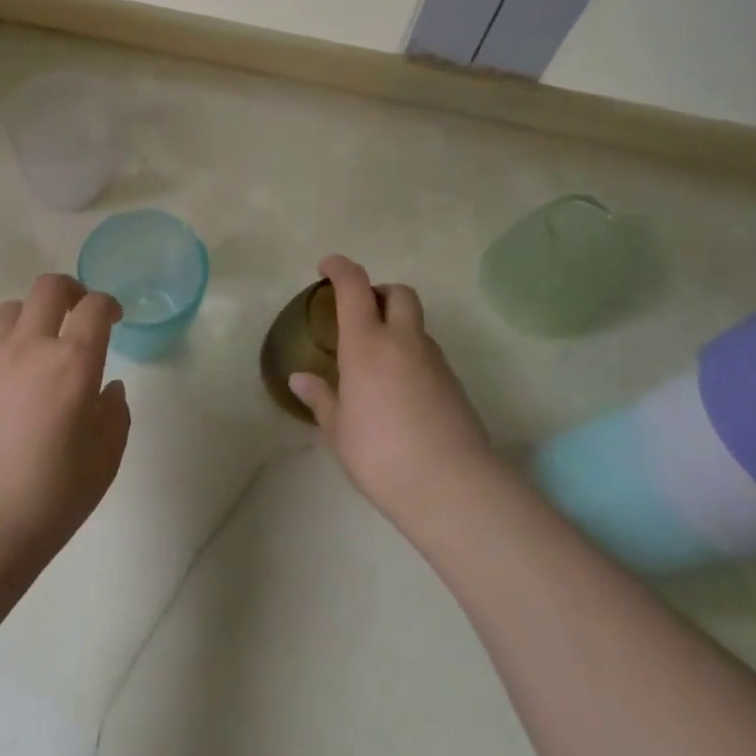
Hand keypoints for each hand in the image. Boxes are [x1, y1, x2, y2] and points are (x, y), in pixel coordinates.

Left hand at [0, 274, 131, 576]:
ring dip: (32, 316)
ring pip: (11, 309)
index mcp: (71, 363)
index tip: (114, 318)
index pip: (95, 308)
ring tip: (38, 343)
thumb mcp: (104, 462)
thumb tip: (108, 388)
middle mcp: (28, 347)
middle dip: (71, 290)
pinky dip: (0, 347)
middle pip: (49, 287)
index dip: (109, 305)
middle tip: (78, 313)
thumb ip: (115, 416)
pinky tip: (4, 378)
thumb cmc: (48, 501)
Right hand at [289, 255, 497, 537]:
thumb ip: (321, 399)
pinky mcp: (455, 384)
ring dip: (398, 327)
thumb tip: (300, 379)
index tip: (326, 268)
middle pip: (399, 293)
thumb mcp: (339, 431)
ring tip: (379, 362)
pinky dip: (413, 357)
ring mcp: (434, 361)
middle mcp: (402, 341)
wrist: (454, 487)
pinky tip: (401, 393)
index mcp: (366, 343)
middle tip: (361, 313)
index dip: (340, 268)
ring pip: (417, 325)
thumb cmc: (381, 454)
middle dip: (380, 292)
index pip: (354, 286)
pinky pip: (429, 354)